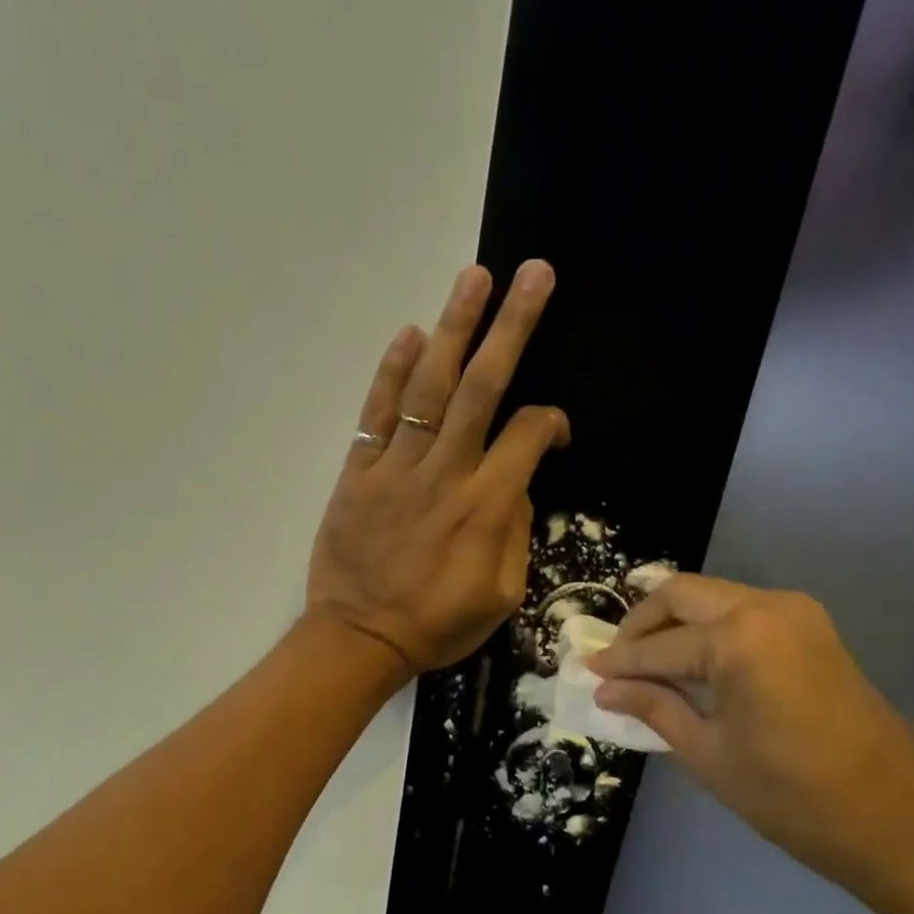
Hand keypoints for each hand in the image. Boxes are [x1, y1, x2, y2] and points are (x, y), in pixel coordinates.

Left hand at [307, 262, 569, 674]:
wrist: (359, 639)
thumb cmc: (436, 625)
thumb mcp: (501, 596)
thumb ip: (515, 534)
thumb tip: (516, 486)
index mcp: (486, 507)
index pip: (528, 436)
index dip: (551, 423)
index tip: (555, 429)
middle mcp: (445, 474)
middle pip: (482, 388)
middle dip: (512, 327)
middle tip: (533, 274)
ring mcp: (396, 469)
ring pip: (429, 388)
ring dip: (453, 329)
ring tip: (474, 278)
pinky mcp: (358, 474)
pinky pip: (376, 415)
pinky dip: (391, 373)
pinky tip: (409, 333)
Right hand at [590, 574, 913, 913]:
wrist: (903, 822)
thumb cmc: (793, 797)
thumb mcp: (709, 755)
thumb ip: (654, 708)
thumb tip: (606, 689)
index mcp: (738, 639)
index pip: (657, 645)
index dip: (617, 662)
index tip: (587, 672)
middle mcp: (767, 608)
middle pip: (682, 593)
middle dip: (642, 623)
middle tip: (616, 660)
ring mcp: (797, 614)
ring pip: (714, 596)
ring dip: (675, 622)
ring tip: (648, 662)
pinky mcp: (814, 630)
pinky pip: (743, 612)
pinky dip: (708, 628)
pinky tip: (692, 661)